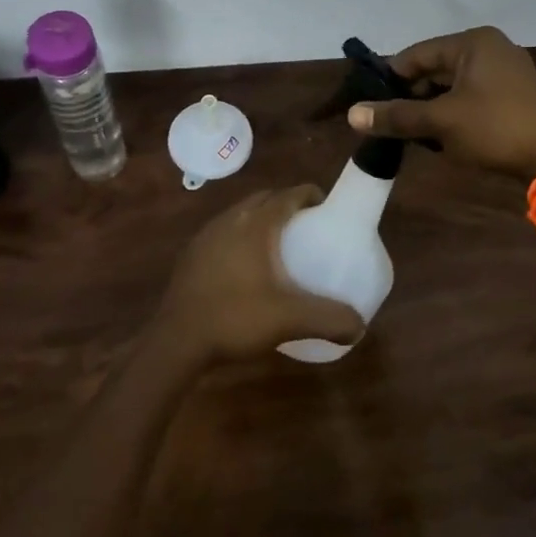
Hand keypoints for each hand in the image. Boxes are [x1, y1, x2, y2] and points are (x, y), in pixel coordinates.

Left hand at [157, 186, 367, 362]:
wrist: (176, 342)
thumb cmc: (235, 319)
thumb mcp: (289, 320)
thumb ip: (329, 319)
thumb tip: (359, 326)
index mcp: (255, 224)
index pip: (288, 194)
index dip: (310, 196)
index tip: (327, 209)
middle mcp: (230, 220)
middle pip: (264, 199)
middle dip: (287, 205)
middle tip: (307, 227)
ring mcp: (206, 236)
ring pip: (241, 214)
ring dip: (261, 219)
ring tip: (278, 245)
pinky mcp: (191, 255)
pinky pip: (223, 232)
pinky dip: (240, 237)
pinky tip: (246, 266)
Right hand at [347, 26, 535, 179]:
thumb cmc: (495, 129)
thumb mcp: (441, 122)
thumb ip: (396, 116)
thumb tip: (353, 115)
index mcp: (473, 42)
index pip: (417, 54)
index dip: (390, 79)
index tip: (370, 105)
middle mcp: (490, 48)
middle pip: (435, 69)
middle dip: (412, 97)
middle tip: (391, 124)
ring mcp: (506, 72)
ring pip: (452, 86)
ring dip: (431, 109)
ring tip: (414, 135)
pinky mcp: (514, 96)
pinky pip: (471, 98)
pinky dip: (453, 114)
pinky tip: (442, 138)